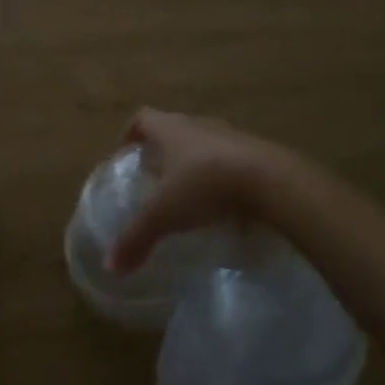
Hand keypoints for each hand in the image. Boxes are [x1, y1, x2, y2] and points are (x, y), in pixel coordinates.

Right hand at [108, 109, 291, 274]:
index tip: (126, 156)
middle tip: (154, 181)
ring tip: (189, 196)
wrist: (272, 181)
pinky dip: (223, 179)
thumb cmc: (206, 185)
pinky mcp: (258, 154)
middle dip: (162, 152)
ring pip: (205, 145)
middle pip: (174, 130)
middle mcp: (200, 125)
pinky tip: (224, 207)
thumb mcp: (164, 214)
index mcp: (171, 129)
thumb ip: (136, 238)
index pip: (143, 118)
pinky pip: (233, 162)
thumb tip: (111, 267)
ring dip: (195, 164)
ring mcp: (232, 136)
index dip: (130, 134)